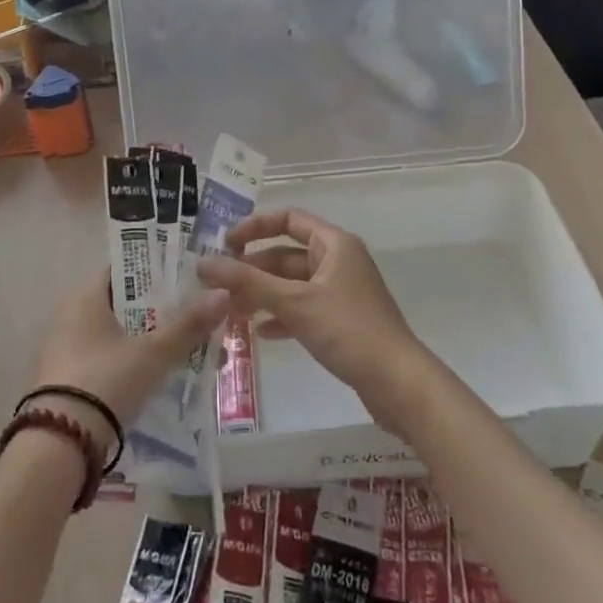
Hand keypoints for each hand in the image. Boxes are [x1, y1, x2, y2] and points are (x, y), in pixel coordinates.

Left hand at [31, 271, 230, 443]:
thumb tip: (224, 294)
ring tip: (186, 352)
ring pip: (118, 336)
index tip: (188, 280)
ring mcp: (65, 350)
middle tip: (195, 319)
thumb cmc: (106, 380)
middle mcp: (70, 316)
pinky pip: (107, 361)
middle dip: (160, 314)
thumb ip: (188, 325)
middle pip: (124, 305)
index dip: (156, 272)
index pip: (124, 271)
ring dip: (149, 342)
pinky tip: (158, 378)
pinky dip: (132, 364)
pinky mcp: (67, 382)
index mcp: (85, 297)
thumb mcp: (153, 353)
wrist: (60, 444)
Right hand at [198, 209, 436, 433]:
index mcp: (334, 244)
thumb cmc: (348, 330)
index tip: (225, 244)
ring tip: (231, 311)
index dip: (255, 226)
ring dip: (263, 294)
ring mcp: (341, 292)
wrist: (399, 384)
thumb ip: (248, 282)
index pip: (288, 219)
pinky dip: (281, 316)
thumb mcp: (294, 303)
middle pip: (286, 255)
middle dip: (253, 269)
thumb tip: (204, 263)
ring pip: (292, 284)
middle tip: (218, 286)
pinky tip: (259, 332)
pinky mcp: (341, 321)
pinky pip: (303, 308)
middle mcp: (338, 261)